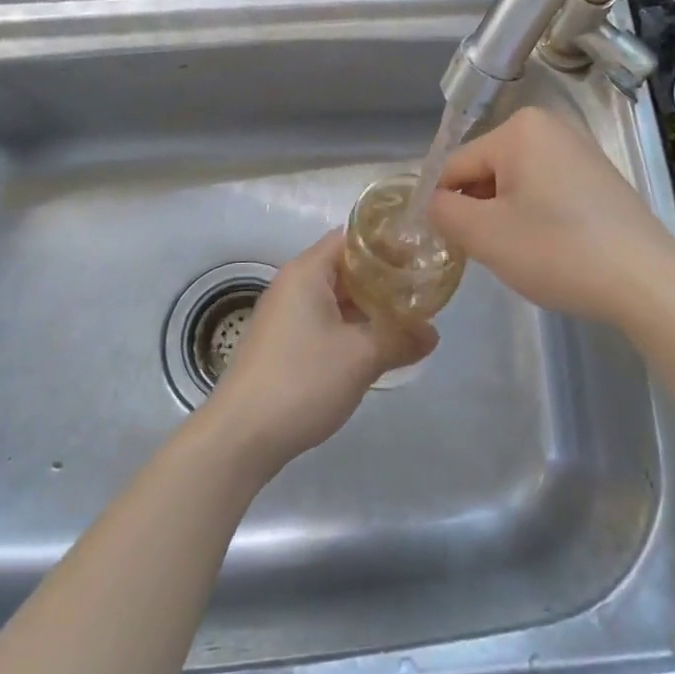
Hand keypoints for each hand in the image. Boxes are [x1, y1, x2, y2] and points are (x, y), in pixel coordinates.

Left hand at [205, 232, 437, 466]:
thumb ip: (400, 338)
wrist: (241, 436)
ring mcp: (285, 315)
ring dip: (368, 306)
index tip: (420, 254)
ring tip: (408, 317)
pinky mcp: (284, 343)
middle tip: (422, 288)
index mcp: (307, 272)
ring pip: (336, 297)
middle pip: (344, 267)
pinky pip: (325, 321)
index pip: (351, 238)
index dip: (387, 243)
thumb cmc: (302, 380)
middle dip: (383, 277)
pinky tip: (376, 345)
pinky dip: (351, 326)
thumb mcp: (361, 358)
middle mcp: (293, 284)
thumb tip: (433, 333)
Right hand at [427, 105, 674, 326]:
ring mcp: (578, 150)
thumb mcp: (484, 234)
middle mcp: (550, 127)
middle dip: (479, 211)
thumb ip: (442, 211)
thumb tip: (433, 202)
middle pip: (485, 172)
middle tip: (492, 253)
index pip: (455, 167)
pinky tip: (551, 249)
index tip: (450, 245)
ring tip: (524, 254)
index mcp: (518, 128)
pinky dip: (536, 218)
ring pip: (514, 185)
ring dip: (505, 218)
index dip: (444, 208)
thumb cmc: (558, 250)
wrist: (648, 282)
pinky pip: (545, 191)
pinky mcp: (598, 177)